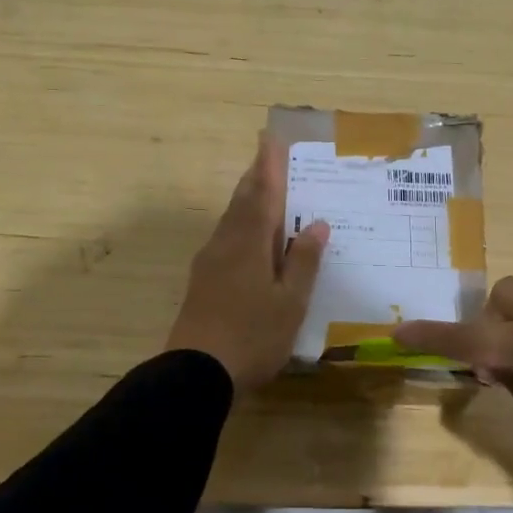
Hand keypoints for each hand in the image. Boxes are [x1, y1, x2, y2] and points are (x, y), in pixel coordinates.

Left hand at [166, 134, 329, 391]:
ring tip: (263, 191)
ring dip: (247, 201)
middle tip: (268, 157)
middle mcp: (225, 244)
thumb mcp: (289, 302)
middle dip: (256, 178)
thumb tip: (316, 224)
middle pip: (241, 202)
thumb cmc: (252, 336)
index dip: (268, 166)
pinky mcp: (202, 282)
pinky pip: (225, 239)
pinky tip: (249, 240)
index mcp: (248, 243)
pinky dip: (240, 226)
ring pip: (230, 220)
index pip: (262, 194)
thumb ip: (303, 262)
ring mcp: (209, 263)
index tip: (271, 138)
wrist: (195, 373)